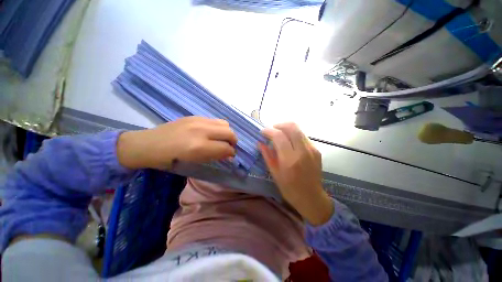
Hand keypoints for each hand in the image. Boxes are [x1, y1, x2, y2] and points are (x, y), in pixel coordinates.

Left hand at [117, 117, 236, 169]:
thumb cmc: (169, 159)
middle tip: (229, 147)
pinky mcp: (195, 116)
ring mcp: (198, 120)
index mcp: (199, 146)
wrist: (148, 144)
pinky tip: (212, 133)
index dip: (231, 153)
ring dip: (227, 133)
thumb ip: (214, 157)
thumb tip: (229, 155)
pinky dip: (218, 127)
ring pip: (224, 123)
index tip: (231, 156)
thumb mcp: (193, 162)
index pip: (226, 148)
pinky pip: (215, 120)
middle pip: (229, 132)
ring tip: (222, 139)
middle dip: (233, 141)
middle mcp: (201, 130)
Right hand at [259, 123, 332, 225]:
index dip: (269, 131)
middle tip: (271, 130)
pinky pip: (303, 136)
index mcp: (290, 160)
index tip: (262, 132)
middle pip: (291, 127)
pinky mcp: (317, 150)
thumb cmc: (290, 189)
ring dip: (286, 128)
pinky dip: (293, 135)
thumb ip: (267, 156)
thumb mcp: (275, 174)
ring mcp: (312, 149)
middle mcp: (303, 151)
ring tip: (279, 135)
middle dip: (279, 125)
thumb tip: (260, 143)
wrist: (312, 198)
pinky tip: (289, 142)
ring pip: (298, 129)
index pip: (279, 136)